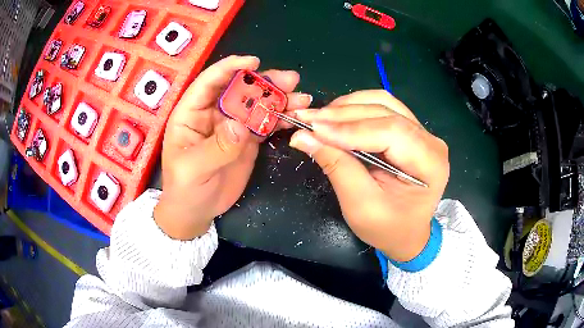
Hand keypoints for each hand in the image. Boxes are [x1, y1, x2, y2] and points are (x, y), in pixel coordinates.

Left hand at [154, 55, 310, 239]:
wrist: (196, 211)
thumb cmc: (184, 189)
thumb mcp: (192, 170)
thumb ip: (215, 147)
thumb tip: (240, 126)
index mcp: (191, 113)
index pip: (209, 82)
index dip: (230, 68)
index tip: (254, 61)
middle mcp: (212, 113)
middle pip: (239, 90)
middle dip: (264, 83)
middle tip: (291, 80)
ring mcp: (231, 126)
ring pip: (256, 105)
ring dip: (278, 99)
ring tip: (301, 98)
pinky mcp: (246, 140)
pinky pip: (264, 124)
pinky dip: (280, 119)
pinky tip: (295, 117)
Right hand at [290, 90, 448, 260]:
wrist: (407, 234)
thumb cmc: (388, 228)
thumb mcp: (361, 206)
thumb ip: (336, 167)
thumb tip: (303, 136)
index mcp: (431, 163)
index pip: (391, 131)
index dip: (349, 128)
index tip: (313, 128)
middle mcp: (431, 141)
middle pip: (385, 112)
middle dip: (342, 114)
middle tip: (306, 119)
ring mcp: (422, 132)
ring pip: (382, 103)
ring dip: (347, 107)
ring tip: (319, 118)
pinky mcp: (409, 130)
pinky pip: (381, 108)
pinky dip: (355, 110)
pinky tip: (335, 117)